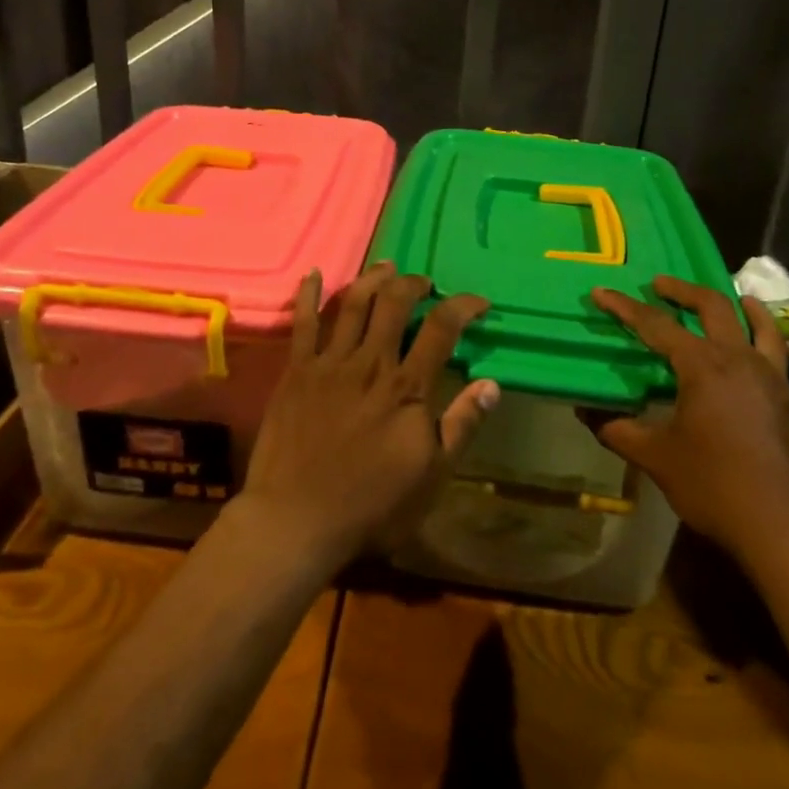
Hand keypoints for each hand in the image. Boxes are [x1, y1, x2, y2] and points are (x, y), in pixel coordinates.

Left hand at [237, 262, 496, 572]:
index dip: (463, 306)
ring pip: (353, 304)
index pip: (441, 329)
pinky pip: (304, 323)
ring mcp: (329, 363)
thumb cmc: (371, 506)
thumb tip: (492, 384)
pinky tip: (314, 274)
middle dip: (414, 285)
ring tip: (386, 267)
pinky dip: (310, 295)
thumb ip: (461, 427)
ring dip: (373, 279)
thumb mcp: (431, 477)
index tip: (478, 303)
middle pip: (394, 304)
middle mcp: (370, 363)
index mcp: (407, 388)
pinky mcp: (296, 371)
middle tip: (424, 284)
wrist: (296, 520)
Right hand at [590, 276, 788, 565]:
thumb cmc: (714, 486)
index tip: (600, 292)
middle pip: (711, 306)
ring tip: (719, 295)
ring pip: (754, 321)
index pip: (656, 326)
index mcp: (703, 366)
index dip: (625, 307)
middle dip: (681, 290)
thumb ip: (616, 428)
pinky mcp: (787, 396)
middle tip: (658, 283)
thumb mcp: (655, 458)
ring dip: (730, 302)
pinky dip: (762, 329)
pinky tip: (754, 338)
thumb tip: (584, 410)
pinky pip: (774, 347)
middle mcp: (738, 359)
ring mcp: (769, 375)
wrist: (784, 526)